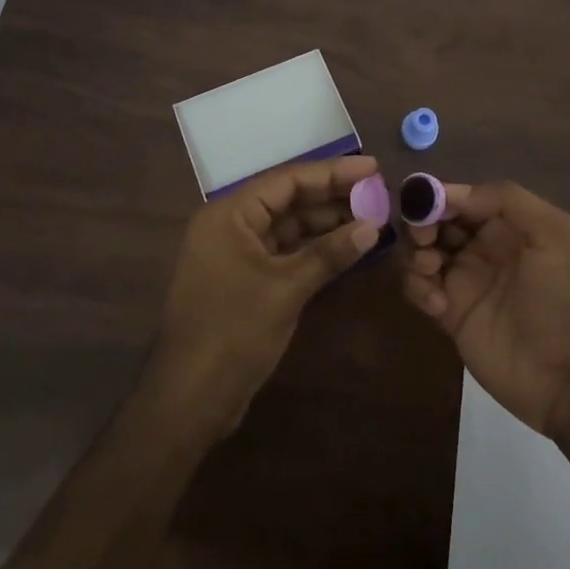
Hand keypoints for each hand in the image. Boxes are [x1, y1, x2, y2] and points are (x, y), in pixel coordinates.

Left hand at [148, 154, 381, 436]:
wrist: (190, 400)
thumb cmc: (233, 332)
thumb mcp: (286, 289)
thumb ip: (329, 253)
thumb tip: (373, 226)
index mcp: (229, 214)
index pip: (287, 180)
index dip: (332, 172)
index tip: (372, 168)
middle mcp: (231, 225)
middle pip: (289, 200)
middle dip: (333, 197)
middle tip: (378, 193)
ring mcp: (237, 254)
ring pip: (289, 226)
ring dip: (327, 223)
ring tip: (372, 217)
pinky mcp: (246, 280)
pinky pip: (285, 251)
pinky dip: (314, 249)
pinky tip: (347, 247)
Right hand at [400, 181, 569, 435]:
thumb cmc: (566, 297)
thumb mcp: (553, 234)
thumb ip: (507, 199)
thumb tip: (452, 193)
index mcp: (508, 224)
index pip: (464, 198)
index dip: (441, 196)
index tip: (425, 203)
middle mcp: (483, 247)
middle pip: (437, 221)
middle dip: (422, 222)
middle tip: (424, 238)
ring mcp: (465, 281)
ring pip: (421, 251)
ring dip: (415, 253)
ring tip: (430, 270)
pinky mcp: (450, 315)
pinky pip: (418, 289)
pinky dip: (417, 288)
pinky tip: (438, 306)